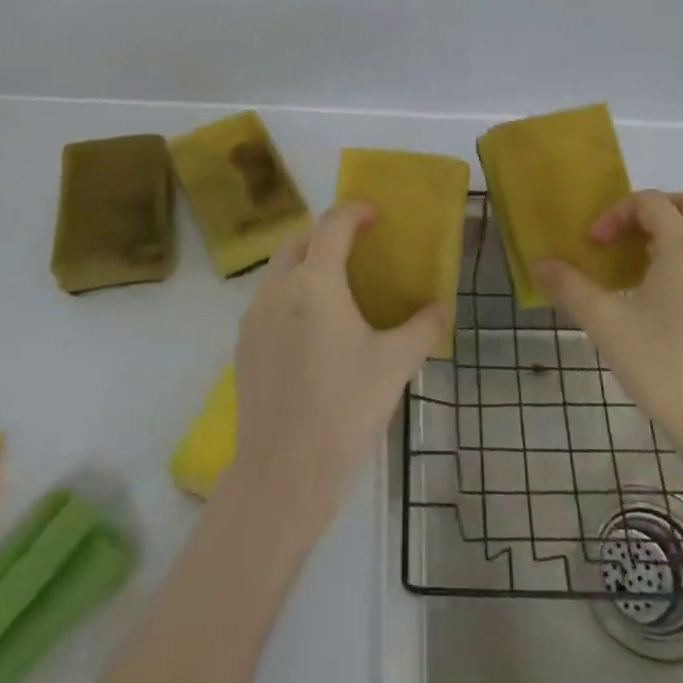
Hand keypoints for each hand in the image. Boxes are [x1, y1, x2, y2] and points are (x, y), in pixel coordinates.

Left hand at [229, 201, 445, 529]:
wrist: (284, 471)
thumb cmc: (345, 408)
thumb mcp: (394, 365)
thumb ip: (422, 328)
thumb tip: (439, 308)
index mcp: (315, 283)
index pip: (332, 225)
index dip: (354, 210)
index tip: (374, 213)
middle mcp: (278, 289)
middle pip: (297, 240)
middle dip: (325, 234)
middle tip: (355, 249)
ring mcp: (254, 318)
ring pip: (278, 271)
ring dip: (305, 264)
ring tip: (335, 289)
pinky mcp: (243, 346)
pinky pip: (267, 302)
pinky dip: (290, 295)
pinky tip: (311, 331)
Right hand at [536, 191, 682, 448]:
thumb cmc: (661, 364)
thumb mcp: (605, 323)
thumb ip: (570, 287)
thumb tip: (539, 265)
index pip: (650, 202)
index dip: (615, 213)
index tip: (593, 244)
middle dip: (653, 210)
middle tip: (623, 238)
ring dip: (671, 237)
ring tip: (638, 272)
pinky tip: (666, 303)